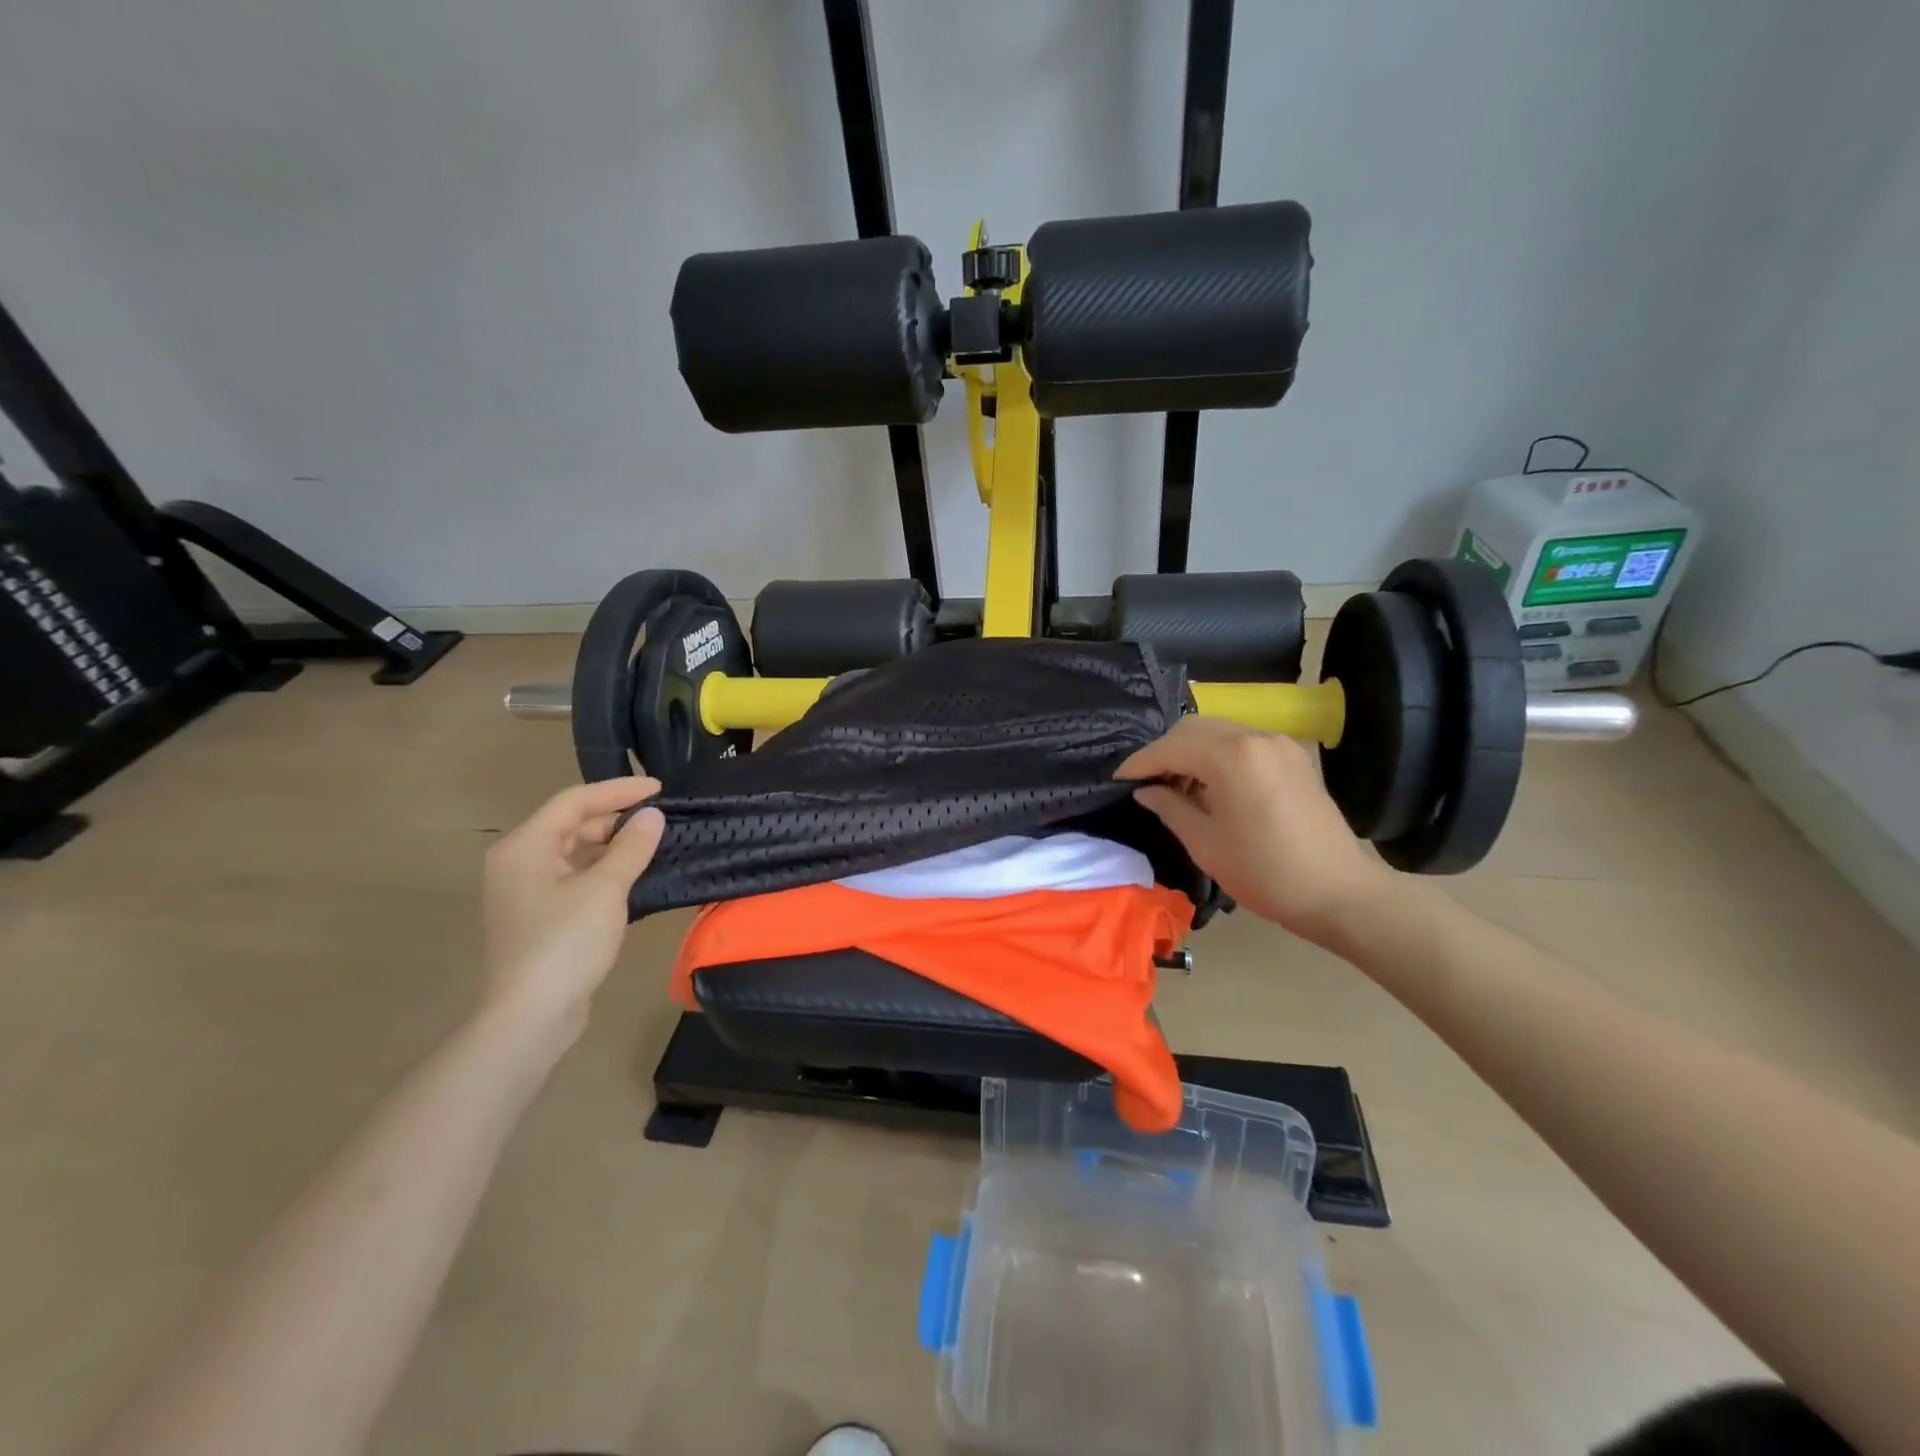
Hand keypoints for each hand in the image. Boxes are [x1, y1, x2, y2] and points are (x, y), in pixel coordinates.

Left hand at [481, 777, 665, 1039]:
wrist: (530, 1017)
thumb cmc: (565, 943)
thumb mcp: (605, 889)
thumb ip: (631, 847)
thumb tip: (653, 816)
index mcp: (525, 847)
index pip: (574, 801)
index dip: (619, 790)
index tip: (659, 789)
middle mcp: (518, 862)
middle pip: (571, 824)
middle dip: (615, 818)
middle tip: (659, 820)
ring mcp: (526, 892)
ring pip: (574, 853)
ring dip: (612, 846)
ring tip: (653, 845)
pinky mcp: (539, 917)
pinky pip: (574, 878)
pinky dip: (603, 871)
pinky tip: (634, 877)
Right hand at [1117, 716, 1394, 941]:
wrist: (1341, 893)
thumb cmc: (1265, 873)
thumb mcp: (1205, 844)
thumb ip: (1170, 808)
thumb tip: (1145, 790)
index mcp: (1230, 756)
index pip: (1170, 748)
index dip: (1140, 763)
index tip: (1118, 780)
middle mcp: (1255, 736)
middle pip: (1193, 728)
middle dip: (1164, 751)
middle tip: (1146, 782)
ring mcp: (1279, 743)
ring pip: (1219, 730)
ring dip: (1192, 750)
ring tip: (1177, 785)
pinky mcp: (1295, 756)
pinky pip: (1244, 742)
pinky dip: (1219, 754)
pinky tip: (1212, 785)